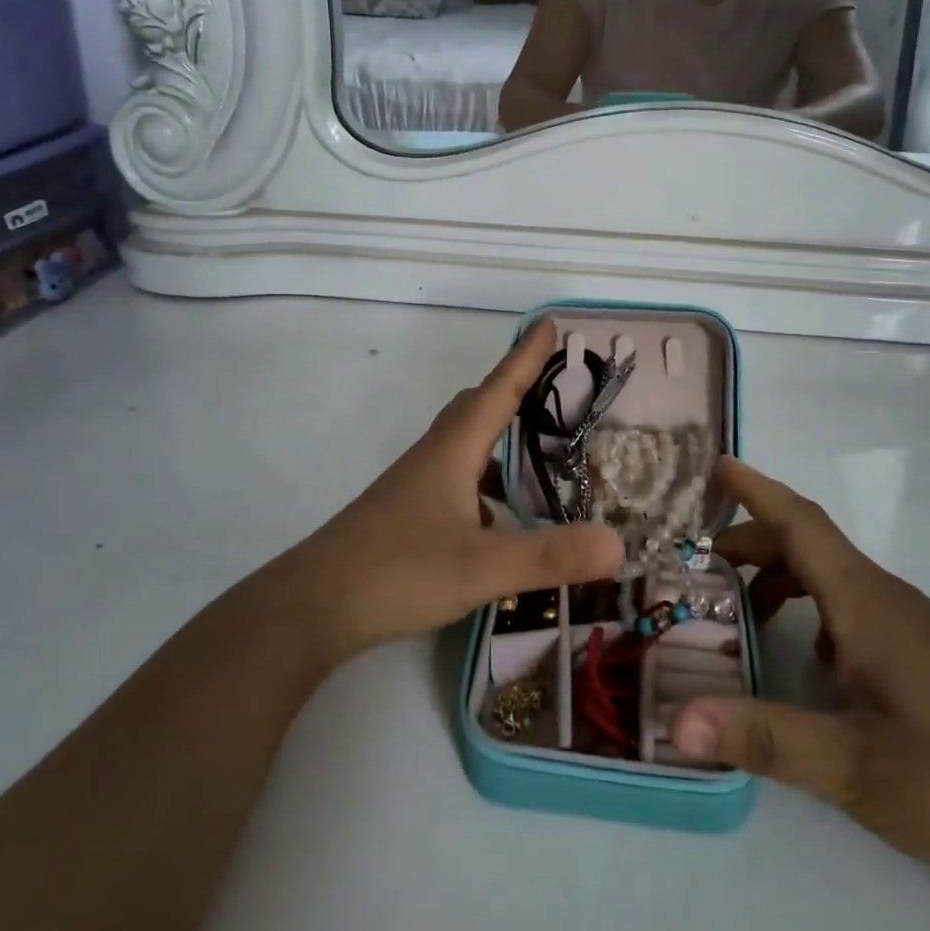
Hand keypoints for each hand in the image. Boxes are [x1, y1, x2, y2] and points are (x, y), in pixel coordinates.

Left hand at [277, 320, 623, 667]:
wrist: (311, 606)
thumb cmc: (397, 572)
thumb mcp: (481, 568)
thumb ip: (549, 556)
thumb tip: (618, 545)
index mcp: (452, 451)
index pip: (497, 390)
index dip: (525, 357)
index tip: (548, 324)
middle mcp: (433, 458)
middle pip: (476, 408)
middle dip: (512, 390)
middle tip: (550, 387)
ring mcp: (414, 487)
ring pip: (463, 446)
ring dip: (498, 440)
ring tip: (536, 457)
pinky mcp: (405, 515)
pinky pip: (455, 480)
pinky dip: (483, 483)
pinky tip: (498, 520)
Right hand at [670, 458, 929, 908]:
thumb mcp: (851, 768)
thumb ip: (763, 738)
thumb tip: (677, 721)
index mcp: (866, 603)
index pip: (800, 522)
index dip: (755, 489)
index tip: (714, 463)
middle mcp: (886, 597)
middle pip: (807, 543)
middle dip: (750, 542)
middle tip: (698, 565)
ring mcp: (907, 622)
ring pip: (828, 574)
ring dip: (778, 576)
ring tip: (737, 611)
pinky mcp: (918, 650)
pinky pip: (849, 603)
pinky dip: (809, 606)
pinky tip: (802, 654)